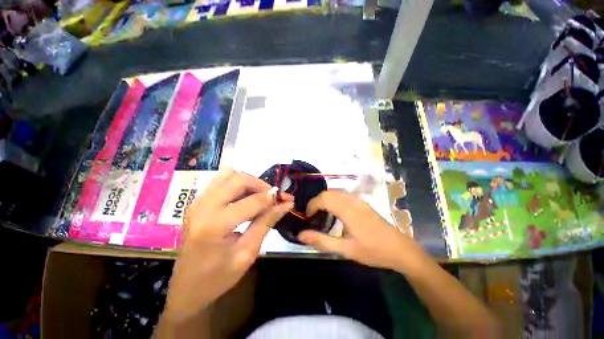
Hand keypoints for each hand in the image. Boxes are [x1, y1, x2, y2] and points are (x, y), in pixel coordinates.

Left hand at [163, 168, 293, 323]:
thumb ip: (266, 223)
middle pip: (239, 179)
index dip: (273, 198)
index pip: (252, 201)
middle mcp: (203, 206)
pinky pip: (221, 180)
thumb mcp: (247, 253)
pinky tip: (243, 197)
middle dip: (261, 185)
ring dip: (249, 182)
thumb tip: (286, 204)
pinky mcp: (197, 201)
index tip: (287, 199)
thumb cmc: (218, 277)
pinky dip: (237, 183)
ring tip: (259, 196)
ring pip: (229, 174)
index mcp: (215, 225)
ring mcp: (198, 201)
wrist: (185, 287)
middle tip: (273, 197)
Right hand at [298, 190, 424, 270]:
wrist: (400, 249)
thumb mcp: (345, 249)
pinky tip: (335, 211)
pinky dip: (334, 199)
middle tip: (313, 216)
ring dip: (326, 199)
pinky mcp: (363, 203)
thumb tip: (300, 235)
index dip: (312, 205)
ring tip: (322, 213)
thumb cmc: (372, 251)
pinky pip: (344, 194)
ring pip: (336, 192)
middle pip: (329, 192)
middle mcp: (352, 201)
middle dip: (317, 201)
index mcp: (347, 210)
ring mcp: (359, 200)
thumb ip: (322, 241)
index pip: (324, 198)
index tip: (308, 217)